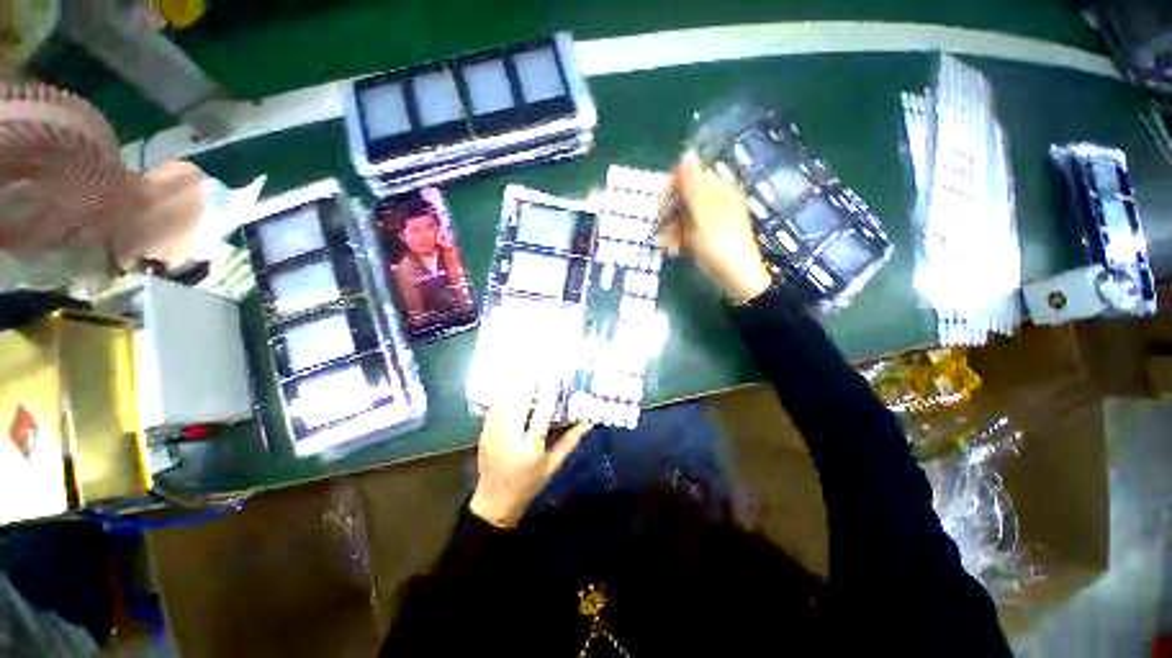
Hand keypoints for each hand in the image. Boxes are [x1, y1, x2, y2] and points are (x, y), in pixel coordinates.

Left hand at [469, 368, 591, 528]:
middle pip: (518, 403)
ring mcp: (493, 434)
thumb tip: (589, 421)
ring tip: (525, 365)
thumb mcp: (553, 465)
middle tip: (538, 364)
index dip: (547, 394)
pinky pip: (493, 406)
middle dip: (528, 381)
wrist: (495, 501)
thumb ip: (570, 441)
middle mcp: (509, 438)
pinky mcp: (484, 432)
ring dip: (514, 381)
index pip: (540, 416)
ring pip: (504, 401)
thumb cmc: (529, 484)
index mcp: (529, 449)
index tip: (553, 377)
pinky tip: (509, 379)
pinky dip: (503, 390)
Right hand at [660, 152, 772, 302]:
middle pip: (681, 197)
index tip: (662, 209)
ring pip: (680, 216)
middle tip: (665, 235)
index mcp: (718, 191)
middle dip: (669, 215)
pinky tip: (675, 252)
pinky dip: (678, 239)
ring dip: (671, 231)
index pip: (688, 176)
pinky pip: (685, 229)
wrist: (738, 282)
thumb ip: (692, 189)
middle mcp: (714, 200)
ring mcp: (709, 218)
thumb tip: (687, 153)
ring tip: (670, 249)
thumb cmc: (721, 250)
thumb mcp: (703, 219)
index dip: (671, 190)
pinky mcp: (705, 233)